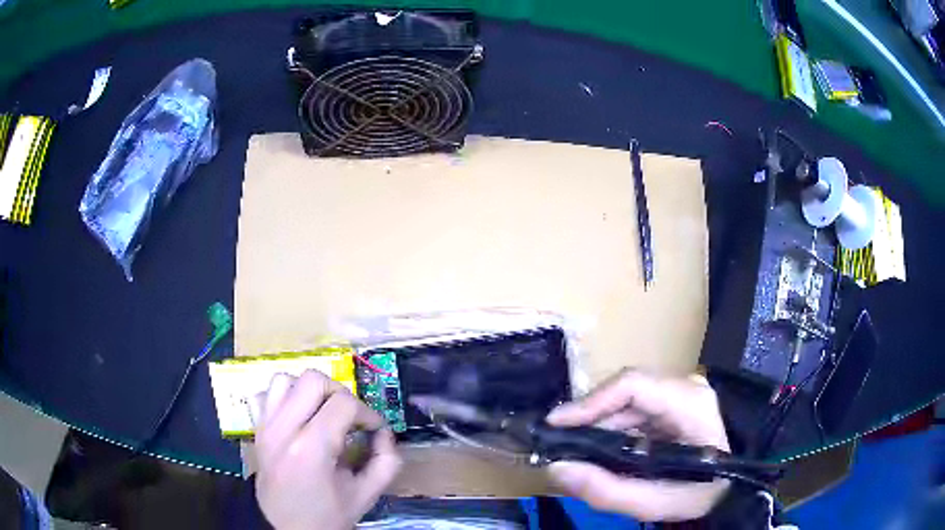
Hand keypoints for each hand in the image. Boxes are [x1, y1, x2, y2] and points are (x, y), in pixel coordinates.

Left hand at [254, 370, 401, 529]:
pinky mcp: (257, 429)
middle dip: (340, 394)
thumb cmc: (328, 515)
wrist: (288, 528)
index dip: (367, 413)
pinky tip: (298, 416)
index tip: (374, 429)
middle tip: (350, 417)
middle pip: (313, 380)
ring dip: (310, 392)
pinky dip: (284, 397)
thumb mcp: (366, 494)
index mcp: (311, 449)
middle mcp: (283, 429)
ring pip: (285, 380)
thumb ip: (386, 461)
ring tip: (323, 413)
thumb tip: (384, 432)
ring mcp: (265, 426)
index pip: (343, 404)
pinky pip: (266, 394)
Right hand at [545, 369, 729, 521]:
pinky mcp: (675, 402)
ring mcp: (682, 391)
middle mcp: (685, 386)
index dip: (590, 401)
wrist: (734, 486)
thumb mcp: (656, 503)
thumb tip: (557, 468)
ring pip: (627, 399)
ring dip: (598, 424)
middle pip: (625, 390)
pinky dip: (613, 428)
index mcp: (690, 403)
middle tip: (559, 444)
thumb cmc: (703, 493)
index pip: (633, 385)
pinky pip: (636, 409)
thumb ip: (607, 490)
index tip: (556, 424)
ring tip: (575, 450)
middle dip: (589, 417)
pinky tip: (601, 448)